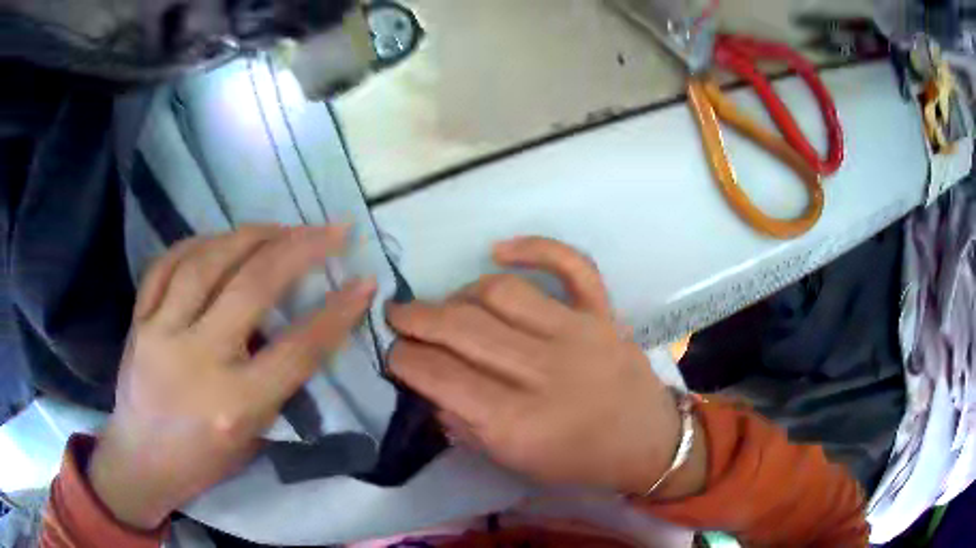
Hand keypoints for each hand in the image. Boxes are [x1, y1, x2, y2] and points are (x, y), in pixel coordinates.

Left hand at [88, 225, 375, 529]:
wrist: (140, 461)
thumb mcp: (253, 435)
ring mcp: (160, 333)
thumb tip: (301, 326)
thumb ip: (276, 382)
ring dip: (250, 235)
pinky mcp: (138, 320)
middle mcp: (196, 361)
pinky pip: (167, 263)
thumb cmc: (203, 461)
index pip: (297, 350)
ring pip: (207, 262)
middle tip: (331, 229)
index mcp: (234, 405)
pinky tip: (219, 238)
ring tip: (280, 227)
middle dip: (300, 249)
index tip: (364, 282)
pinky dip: (198, 243)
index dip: (336, 314)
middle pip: (252, 288)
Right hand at [387, 237, 704, 496]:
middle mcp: (543, 372)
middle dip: (415, 319)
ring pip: (501, 293)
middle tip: (398, 316)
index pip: (440, 375)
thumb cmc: (578, 462)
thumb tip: (428, 385)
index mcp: (516, 423)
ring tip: (448, 306)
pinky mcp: (603, 313)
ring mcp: (578, 334)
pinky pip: (570, 264)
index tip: (392, 352)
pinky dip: (534, 248)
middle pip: (461, 328)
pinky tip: (500, 251)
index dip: (404, 358)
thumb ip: (465, 425)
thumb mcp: (513, 463)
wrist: (647, 443)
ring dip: (460, 294)